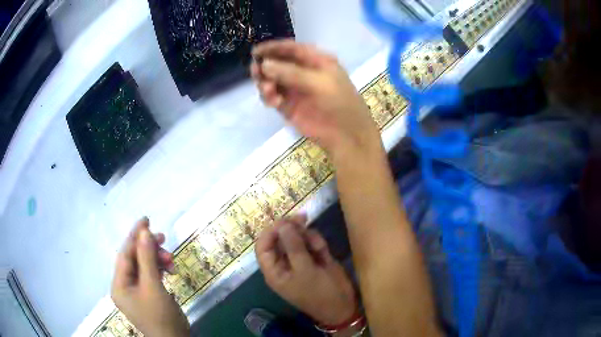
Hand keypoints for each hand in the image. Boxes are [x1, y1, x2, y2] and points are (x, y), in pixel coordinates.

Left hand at [111, 218, 189, 336]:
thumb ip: (147, 258)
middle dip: (149, 249)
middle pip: (134, 259)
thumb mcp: (153, 286)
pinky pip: (150, 276)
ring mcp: (136, 291)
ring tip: (171, 259)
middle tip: (164, 238)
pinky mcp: (147, 295)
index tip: (146, 220)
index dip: (134, 236)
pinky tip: (169, 268)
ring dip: (157, 259)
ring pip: (144, 266)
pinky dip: (159, 270)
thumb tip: (145, 232)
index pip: (124, 254)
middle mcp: (124, 286)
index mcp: (119, 285)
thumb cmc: (160, 315)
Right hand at [251, 40, 380, 158]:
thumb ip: (291, 72)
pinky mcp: (288, 106)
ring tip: (268, 90)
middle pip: (278, 63)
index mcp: (316, 61)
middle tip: (256, 72)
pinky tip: (274, 102)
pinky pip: (272, 97)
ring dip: (265, 82)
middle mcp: (304, 72)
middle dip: (266, 66)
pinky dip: (269, 97)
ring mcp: (295, 90)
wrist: (346, 135)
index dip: (273, 48)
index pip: (292, 49)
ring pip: (272, 80)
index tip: (255, 52)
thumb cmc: (339, 103)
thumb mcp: (319, 82)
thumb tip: (264, 65)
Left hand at [255, 216, 357, 326]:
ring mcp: (300, 259)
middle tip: (304, 219)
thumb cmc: (319, 292)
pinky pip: (311, 242)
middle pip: (280, 238)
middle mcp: (284, 263)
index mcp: (274, 270)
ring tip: (319, 248)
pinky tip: (325, 254)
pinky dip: (317, 243)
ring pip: (297, 237)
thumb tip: (282, 224)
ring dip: (308, 237)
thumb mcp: (305, 270)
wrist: (343, 305)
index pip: (263, 246)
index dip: (271, 232)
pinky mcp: (314, 257)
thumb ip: (293, 246)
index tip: (285, 221)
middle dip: (292, 229)